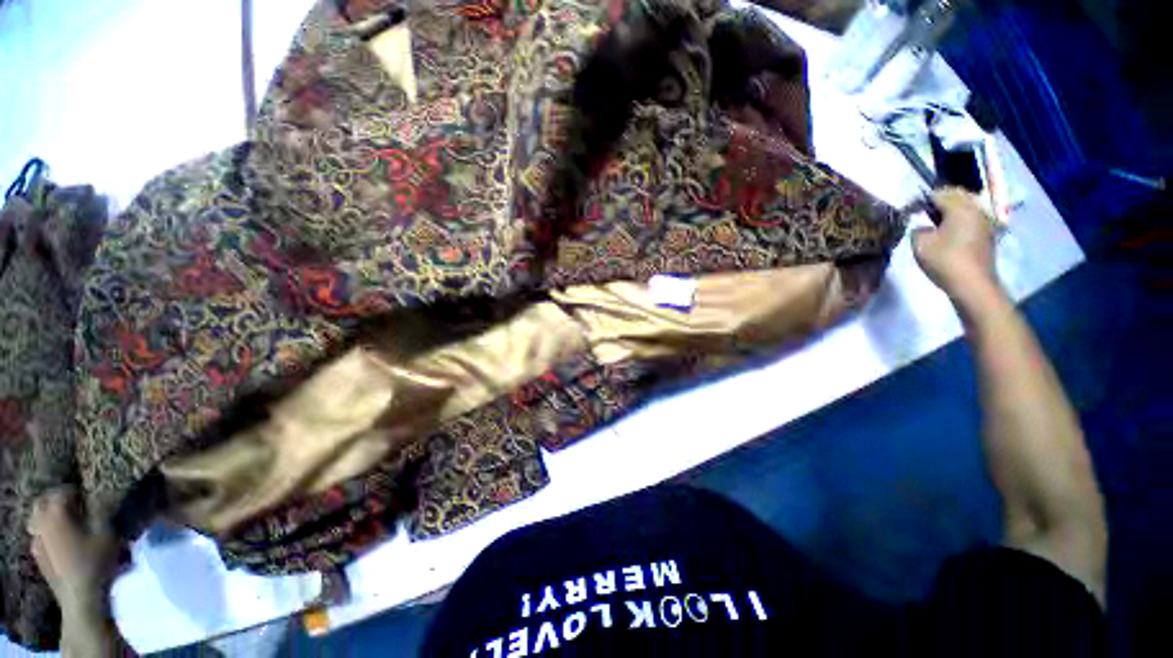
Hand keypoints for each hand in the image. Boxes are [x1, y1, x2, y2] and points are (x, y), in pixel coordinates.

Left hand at [28, 487, 128, 655]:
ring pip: (37, 520)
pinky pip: (39, 536)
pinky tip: (61, 542)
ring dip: (50, 517)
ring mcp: (36, 542)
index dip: (77, 491)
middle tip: (76, 505)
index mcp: (56, 513)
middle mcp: (41, 523)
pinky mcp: (38, 556)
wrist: (82, 598)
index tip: (90, 495)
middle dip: (57, 501)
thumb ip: (104, 511)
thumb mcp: (108, 533)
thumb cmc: (96, 561)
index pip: (62, 491)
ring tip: (69, 523)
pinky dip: (48, 533)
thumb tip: (105, 495)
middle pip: (43, 503)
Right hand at [912, 188, 998, 303]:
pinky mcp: (987, 234)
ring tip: (934, 220)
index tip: (908, 210)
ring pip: (966, 205)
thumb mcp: (919, 244)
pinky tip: (948, 230)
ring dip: (950, 209)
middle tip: (920, 211)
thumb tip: (923, 226)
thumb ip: (917, 229)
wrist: (972, 284)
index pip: (938, 193)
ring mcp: (985, 221)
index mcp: (960, 207)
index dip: (920, 200)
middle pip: (956, 195)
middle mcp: (976, 208)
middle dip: (939, 200)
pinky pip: (971, 217)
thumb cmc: (944, 260)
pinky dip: (959, 219)